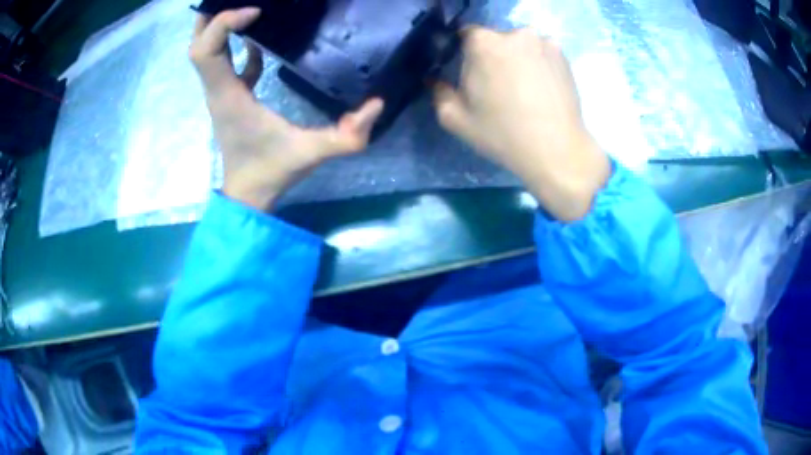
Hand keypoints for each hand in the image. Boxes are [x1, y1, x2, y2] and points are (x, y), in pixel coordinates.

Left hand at [190, 8, 383, 209]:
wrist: (248, 194)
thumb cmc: (272, 171)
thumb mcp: (312, 153)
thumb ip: (348, 135)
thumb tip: (376, 105)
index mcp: (228, 95)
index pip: (206, 50)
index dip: (224, 23)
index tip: (255, 11)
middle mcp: (217, 89)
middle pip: (197, 43)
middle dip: (210, 16)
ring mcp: (220, 92)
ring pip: (205, 51)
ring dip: (217, 26)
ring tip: (244, 7)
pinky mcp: (228, 95)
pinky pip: (223, 62)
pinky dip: (233, 45)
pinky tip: (256, 39)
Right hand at [433, 28, 610, 221]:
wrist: (557, 151)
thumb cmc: (503, 134)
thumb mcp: (456, 119)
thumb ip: (438, 92)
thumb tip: (433, 78)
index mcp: (484, 42)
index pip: (465, 35)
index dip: (464, 54)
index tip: (470, 74)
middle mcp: (515, 33)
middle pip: (495, 40)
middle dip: (491, 57)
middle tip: (497, 86)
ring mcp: (543, 42)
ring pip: (519, 46)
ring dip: (516, 60)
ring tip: (522, 89)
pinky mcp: (563, 56)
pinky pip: (541, 53)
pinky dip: (537, 64)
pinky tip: (540, 89)